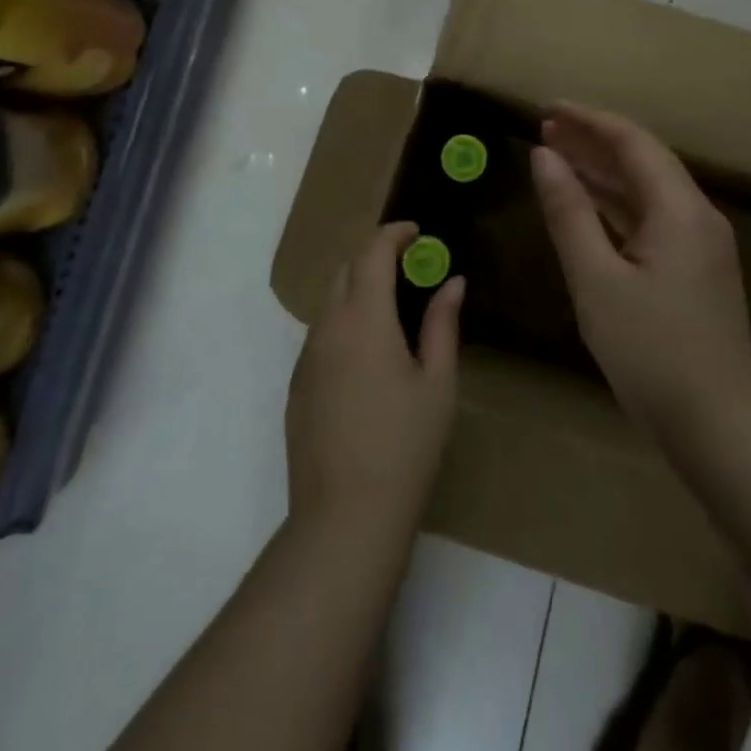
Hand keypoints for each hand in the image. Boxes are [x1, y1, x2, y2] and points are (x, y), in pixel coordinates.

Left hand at [285, 222, 464, 542]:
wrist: (344, 518)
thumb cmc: (405, 447)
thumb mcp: (438, 384)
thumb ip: (443, 324)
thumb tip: (452, 282)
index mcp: (364, 318)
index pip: (372, 252)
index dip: (394, 233)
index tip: (418, 233)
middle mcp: (327, 327)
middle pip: (345, 268)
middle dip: (375, 254)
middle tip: (410, 264)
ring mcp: (306, 356)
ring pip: (329, 300)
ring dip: (358, 286)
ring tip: (393, 304)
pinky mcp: (297, 384)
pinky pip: (320, 332)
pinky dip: (344, 318)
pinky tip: (368, 350)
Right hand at [531, 105, 750, 441]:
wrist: (717, 427)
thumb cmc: (650, 351)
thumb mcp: (596, 279)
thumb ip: (568, 212)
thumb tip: (544, 156)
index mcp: (679, 209)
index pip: (632, 142)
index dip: (589, 120)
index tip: (548, 109)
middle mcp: (697, 216)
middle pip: (642, 160)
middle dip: (593, 142)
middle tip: (545, 129)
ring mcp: (700, 244)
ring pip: (646, 191)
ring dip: (603, 173)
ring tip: (557, 158)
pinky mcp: (694, 270)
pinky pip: (650, 220)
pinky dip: (616, 206)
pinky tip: (587, 206)